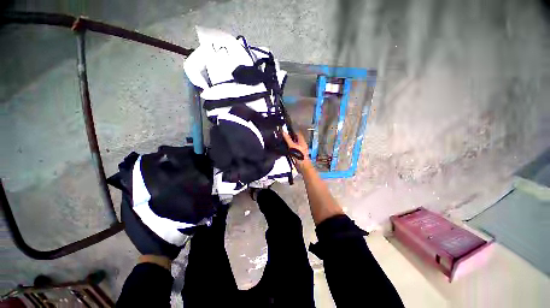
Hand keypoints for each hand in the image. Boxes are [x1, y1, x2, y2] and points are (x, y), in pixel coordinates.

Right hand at [283, 132, 312, 172]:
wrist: (302, 166)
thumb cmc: (300, 155)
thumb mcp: (292, 146)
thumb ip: (288, 139)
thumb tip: (284, 132)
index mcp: (302, 141)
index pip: (297, 133)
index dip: (292, 130)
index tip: (286, 128)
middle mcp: (301, 144)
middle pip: (295, 138)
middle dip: (289, 136)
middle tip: (282, 134)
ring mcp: (299, 149)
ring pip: (293, 143)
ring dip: (288, 142)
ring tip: (281, 139)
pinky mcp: (296, 154)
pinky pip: (292, 149)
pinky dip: (288, 147)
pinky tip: (284, 147)